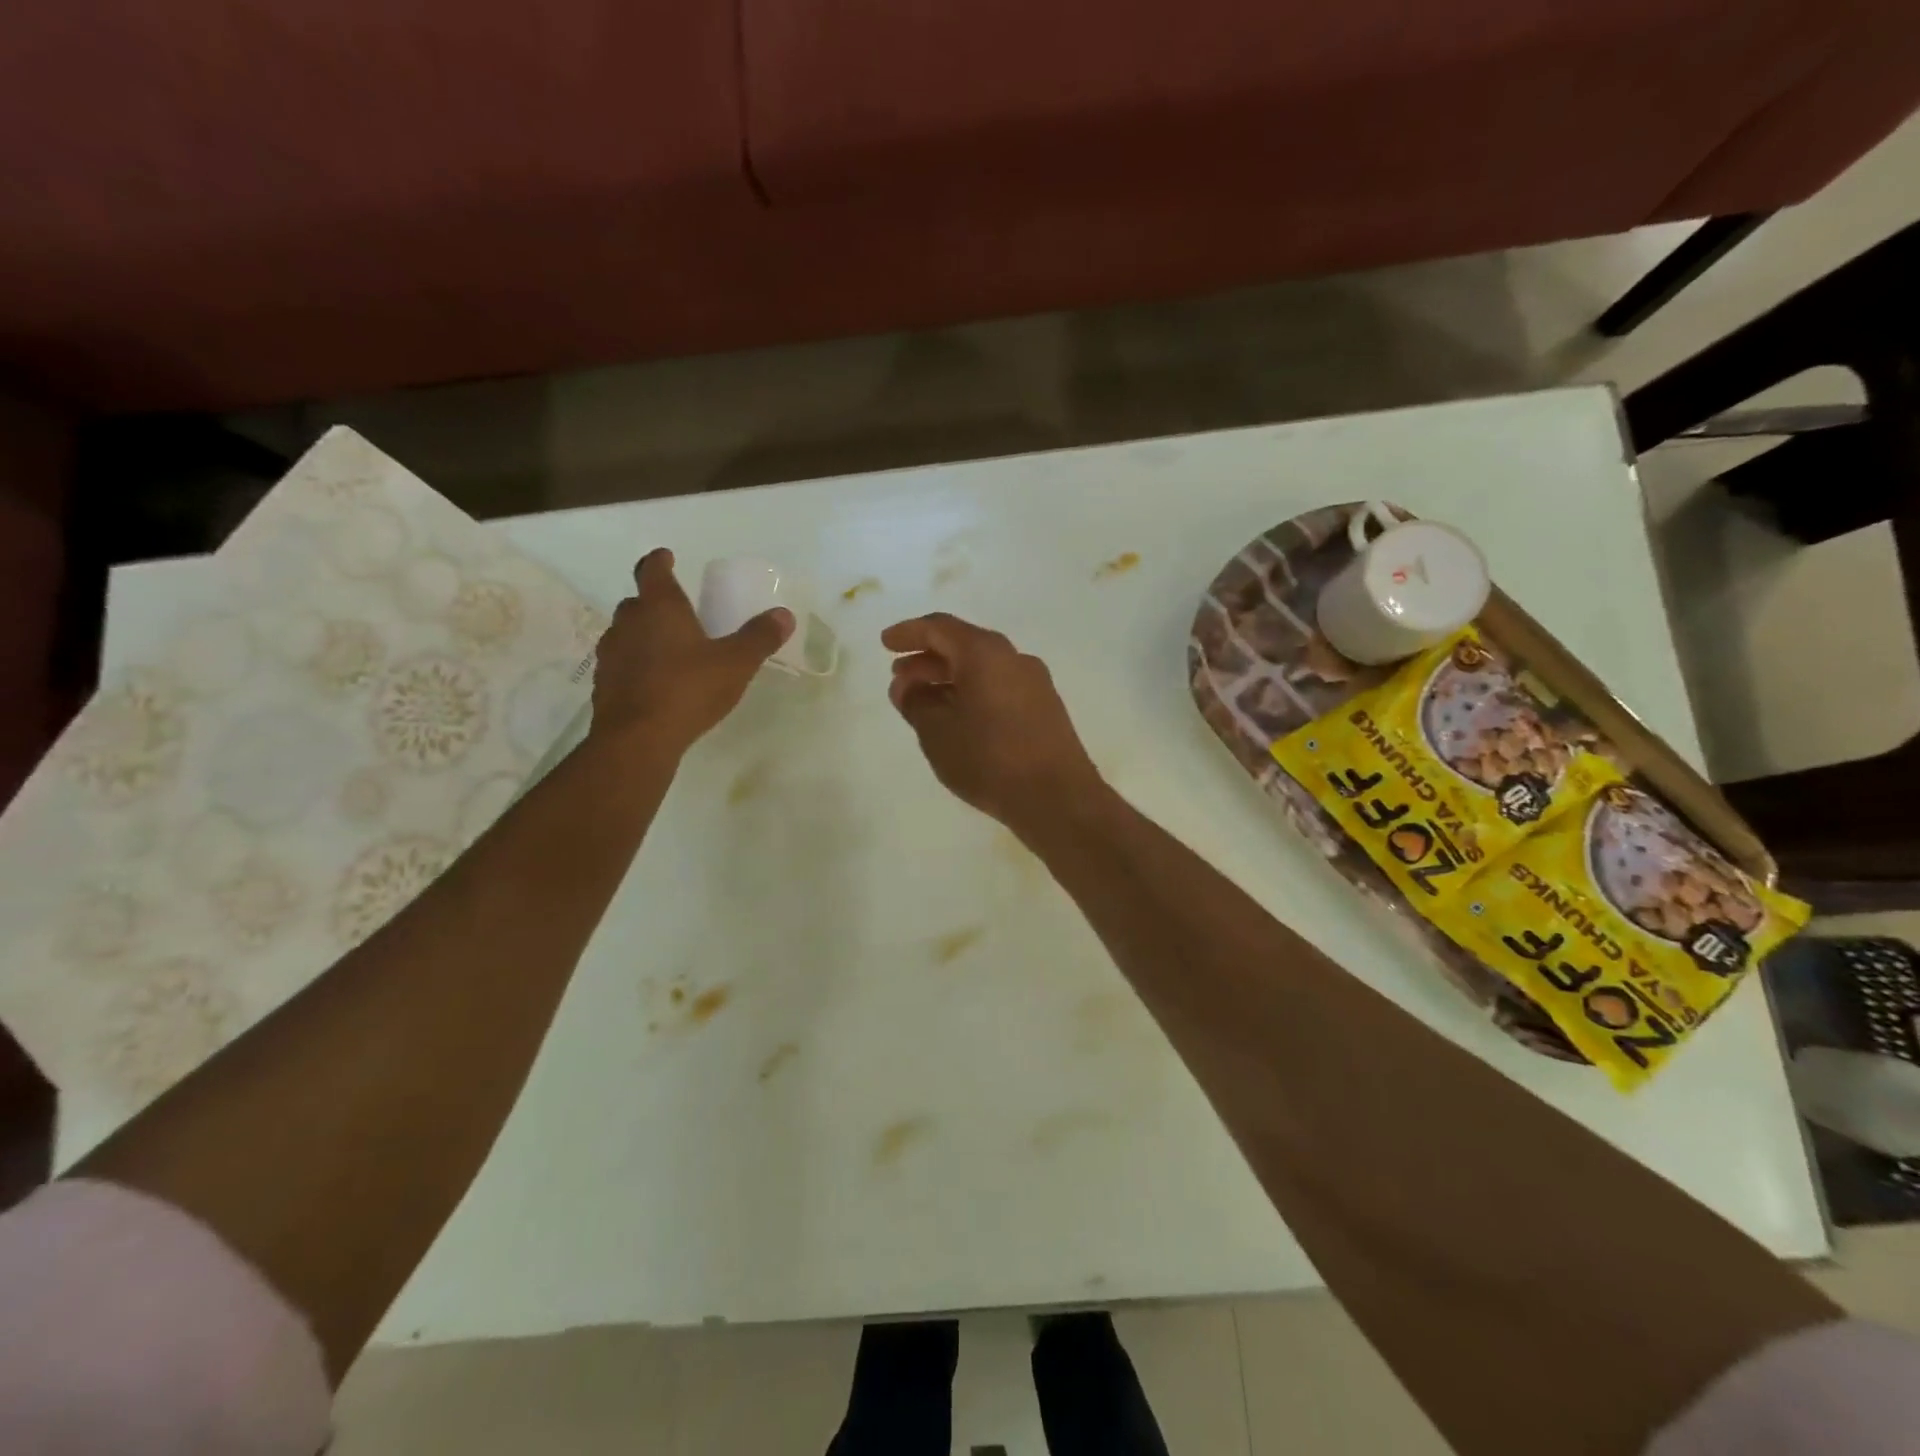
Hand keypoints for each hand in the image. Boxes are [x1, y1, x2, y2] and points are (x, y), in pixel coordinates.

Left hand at [591, 549, 792, 755]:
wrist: (638, 738)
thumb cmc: (688, 689)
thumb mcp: (736, 663)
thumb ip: (759, 637)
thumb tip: (784, 614)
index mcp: (660, 608)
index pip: (652, 571)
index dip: (659, 561)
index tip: (666, 556)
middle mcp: (629, 624)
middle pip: (636, 603)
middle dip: (653, 602)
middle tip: (676, 611)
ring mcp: (611, 655)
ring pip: (625, 634)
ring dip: (642, 635)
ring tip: (666, 649)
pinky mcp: (605, 685)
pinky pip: (621, 665)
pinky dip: (635, 665)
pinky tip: (653, 682)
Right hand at [882, 613, 1106, 838]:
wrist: (1058, 797)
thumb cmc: (989, 760)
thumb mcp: (937, 733)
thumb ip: (915, 703)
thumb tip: (906, 685)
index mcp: (985, 653)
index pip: (940, 628)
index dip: (909, 633)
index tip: (885, 644)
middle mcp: (1013, 658)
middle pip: (963, 645)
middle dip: (928, 658)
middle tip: (900, 678)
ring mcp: (1034, 682)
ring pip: (983, 668)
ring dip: (950, 678)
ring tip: (924, 701)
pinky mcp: (1045, 707)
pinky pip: (1000, 686)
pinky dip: (973, 691)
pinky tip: (958, 718)